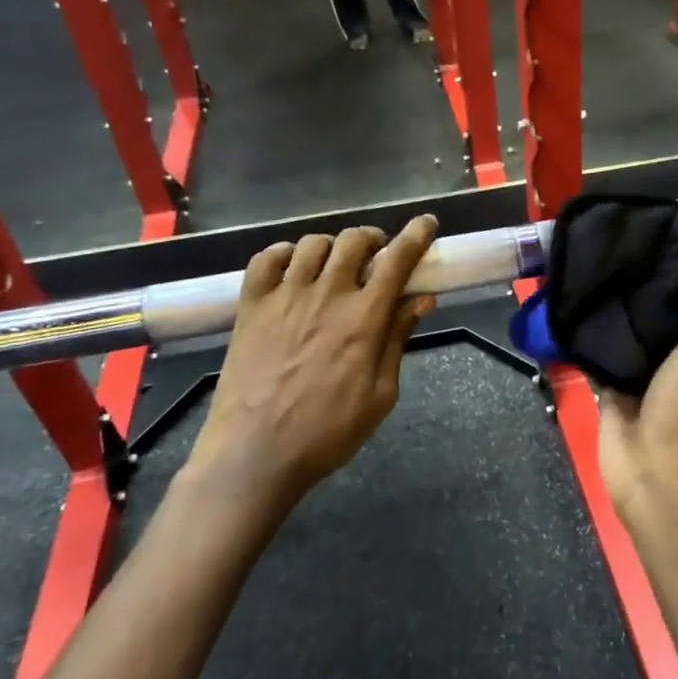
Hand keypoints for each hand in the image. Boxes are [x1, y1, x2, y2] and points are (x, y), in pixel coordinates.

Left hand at [185, 216, 437, 504]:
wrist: (254, 454)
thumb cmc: (327, 433)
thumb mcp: (380, 395)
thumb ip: (398, 340)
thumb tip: (421, 299)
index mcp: (363, 318)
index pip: (397, 260)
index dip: (416, 235)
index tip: (427, 223)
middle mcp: (326, 295)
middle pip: (354, 240)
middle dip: (374, 239)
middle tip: (378, 255)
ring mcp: (284, 297)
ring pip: (312, 244)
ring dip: (332, 246)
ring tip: (335, 264)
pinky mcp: (250, 306)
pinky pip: (266, 259)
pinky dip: (284, 254)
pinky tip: (293, 269)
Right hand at [598, 247, 677, 514]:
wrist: (654, 468)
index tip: (669, 227)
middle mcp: (672, 353)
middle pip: (657, 310)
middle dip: (644, 280)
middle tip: (622, 237)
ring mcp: (638, 370)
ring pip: (625, 329)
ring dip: (613, 304)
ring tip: (593, 259)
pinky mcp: (608, 385)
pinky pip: (596, 352)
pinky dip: (586, 333)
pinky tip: (570, 300)